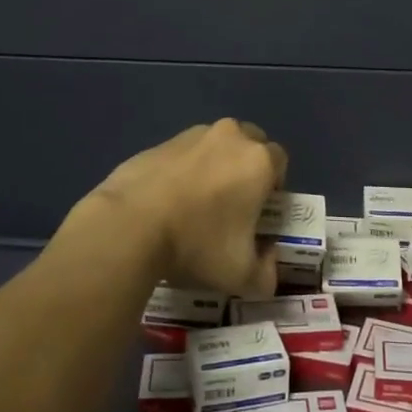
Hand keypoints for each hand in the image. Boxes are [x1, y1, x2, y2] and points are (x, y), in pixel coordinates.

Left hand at [87, 118, 286, 297]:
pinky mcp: (161, 142)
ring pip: (216, 145)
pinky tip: (168, 200)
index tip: (259, 212)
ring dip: (215, 165)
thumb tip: (269, 262)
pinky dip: (184, 169)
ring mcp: (193, 135)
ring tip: (196, 203)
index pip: (280, 161)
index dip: (274, 187)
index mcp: (258, 160)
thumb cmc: (197, 244)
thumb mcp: (241, 276)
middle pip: (250, 144)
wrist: (130, 225)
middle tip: (232, 203)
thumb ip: (267, 274)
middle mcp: (231, 137)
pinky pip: (184, 153)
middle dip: (246, 168)